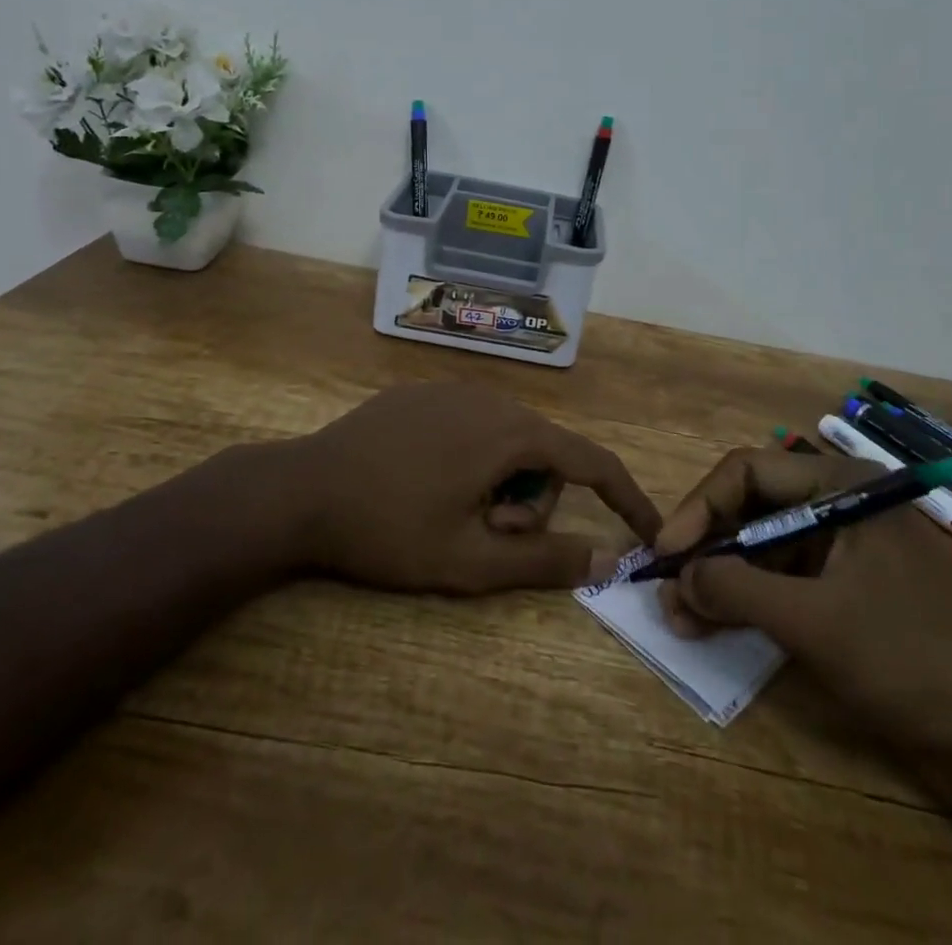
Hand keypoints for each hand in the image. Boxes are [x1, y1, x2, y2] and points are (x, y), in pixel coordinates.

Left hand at [279, 382, 661, 593]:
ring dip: (500, 484)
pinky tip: (426, 484)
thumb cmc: (388, 529)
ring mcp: (453, 389)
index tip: (650, 530)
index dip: (627, 498)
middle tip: (485, 538)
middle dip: (531, 504)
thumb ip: (545, 561)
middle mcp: (491, 398)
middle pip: (544, 455)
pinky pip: (473, 426)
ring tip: (451, 513)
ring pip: (508, 441)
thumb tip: (610, 558)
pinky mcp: (422, 393)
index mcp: (511, 433)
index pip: (592, 461)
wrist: (300, 490)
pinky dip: (473, 460)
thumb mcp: (470, 561)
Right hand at [655, 446, 951, 742]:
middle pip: (754, 507)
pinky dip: (750, 599)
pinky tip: (717, 624)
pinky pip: (786, 579)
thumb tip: (676, 578)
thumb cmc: (910, 661)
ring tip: (682, 615)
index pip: (749, 472)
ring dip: (722, 577)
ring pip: (765, 546)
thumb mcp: (813, 621)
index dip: (699, 508)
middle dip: (707, 547)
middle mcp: (842, 503)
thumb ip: (735, 589)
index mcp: (842, 485)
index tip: (664, 552)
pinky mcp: (851, 589)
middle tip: (666, 587)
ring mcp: (848, 548)